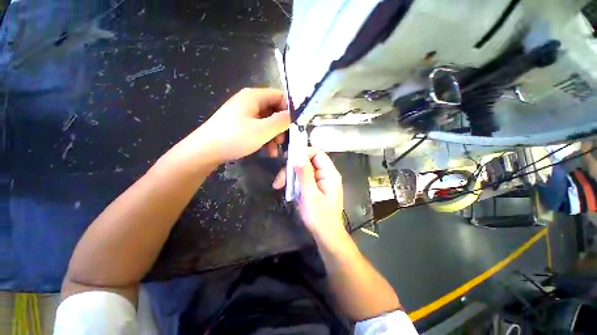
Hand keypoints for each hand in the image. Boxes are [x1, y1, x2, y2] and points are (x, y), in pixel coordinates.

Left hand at [196, 88, 289, 163]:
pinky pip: (259, 129)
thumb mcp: (261, 130)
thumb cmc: (234, 138)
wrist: (205, 151)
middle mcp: (250, 102)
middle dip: (281, 127)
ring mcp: (245, 114)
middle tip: (284, 141)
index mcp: (254, 97)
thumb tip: (294, 116)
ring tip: (275, 150)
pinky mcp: (241, 125)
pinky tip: (268, 151)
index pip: (280, 96)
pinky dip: (266, 139)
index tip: (295, 126)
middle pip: (274, 110)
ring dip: (274, 136)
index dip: (289, 110)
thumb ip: (281, 121)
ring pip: (268, 122)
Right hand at [273, 149, 345, 238]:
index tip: (288, 159)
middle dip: (292, 168)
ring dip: (291, 176)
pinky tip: (287, 189)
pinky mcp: (315, 187)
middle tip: (280, 179)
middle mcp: (326, 174)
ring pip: (303, 170)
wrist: (326, 235)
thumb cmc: (319, 216)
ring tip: (279, 185)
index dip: (303, 153)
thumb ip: (304, 173)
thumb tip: (297, 154)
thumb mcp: (310, 194)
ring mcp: (321, 181)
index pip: (317, 153)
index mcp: (330, 173)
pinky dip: (294, 182)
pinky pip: (303, 179)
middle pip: (308, 162)